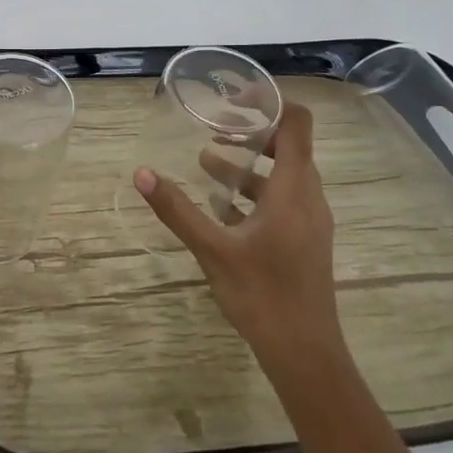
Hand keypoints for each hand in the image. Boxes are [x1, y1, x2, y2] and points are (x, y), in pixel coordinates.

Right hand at [134, 101, 342, 369]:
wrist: (305, 353)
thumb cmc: (262, 295)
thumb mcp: (212, 249)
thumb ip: (178, 209)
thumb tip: (142, 174)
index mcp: (293, 190)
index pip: (297, 124)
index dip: (271, 103)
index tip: (234, 98)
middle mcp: (309, 198)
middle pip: (288, 146)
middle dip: (251, 132)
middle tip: (212, 127)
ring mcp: (310, 221)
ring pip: (283, 176)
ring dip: (248, 164)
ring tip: (206, 161)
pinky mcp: (305, 240)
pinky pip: (283, 200)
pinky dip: (255, 191)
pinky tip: (221, 207)